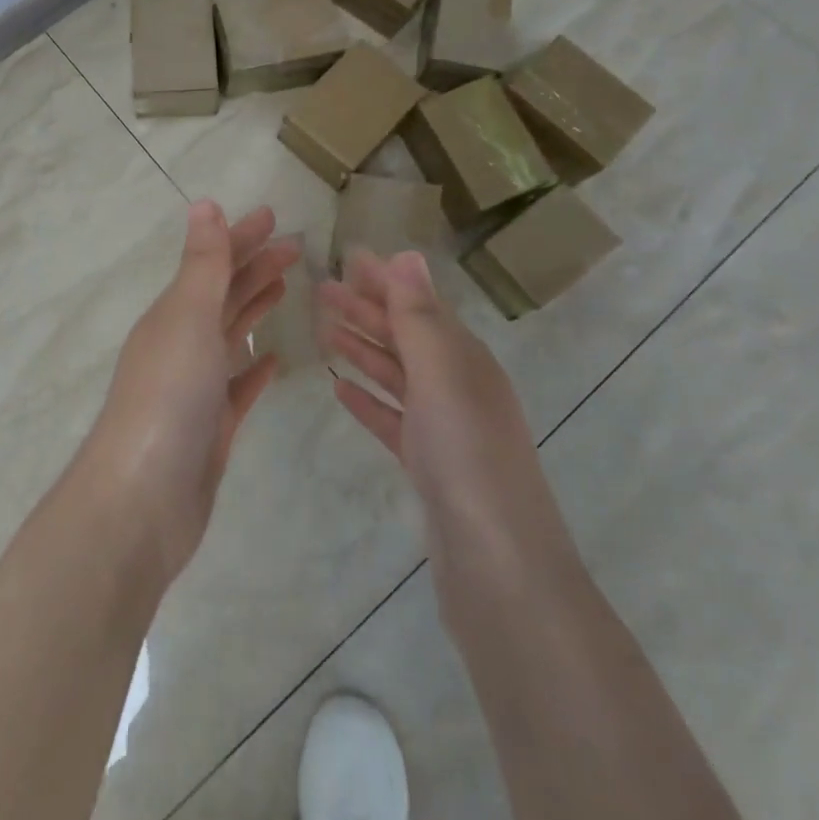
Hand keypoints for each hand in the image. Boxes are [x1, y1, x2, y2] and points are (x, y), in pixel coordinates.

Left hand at [81, 201, 299, 583]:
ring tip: (286, 286)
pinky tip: (274, 361)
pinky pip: (237, 386)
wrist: (142, 500)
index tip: (275, 216)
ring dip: (254, 307)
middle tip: (297, 247)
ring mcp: (195, 387)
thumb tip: (204, 204)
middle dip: (255, 266)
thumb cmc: (168, 398)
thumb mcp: (188, 318)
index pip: (212, 263)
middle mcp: (180, 344)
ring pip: (230, 335)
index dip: (241, 237)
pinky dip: (254, 368)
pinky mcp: (211, 427)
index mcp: (172, 314)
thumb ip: (203, 264)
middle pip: (223, 295)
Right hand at [317, 250, 575, 595]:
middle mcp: (458, 386)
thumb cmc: (467, 455)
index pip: (419, 305)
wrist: (499, 565)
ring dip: (362, 349)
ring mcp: (445, 428)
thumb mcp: (441, 374)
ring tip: (323, 330)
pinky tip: (340, 389)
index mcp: (465, 359)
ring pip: (396, 375)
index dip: (384, 281)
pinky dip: (368, 399)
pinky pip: (392, 418)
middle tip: (319, 289)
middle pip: (405, 337)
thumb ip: (419, 316)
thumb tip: (407, 255)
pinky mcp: (429, 465)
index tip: (346, 259)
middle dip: (365, 310)